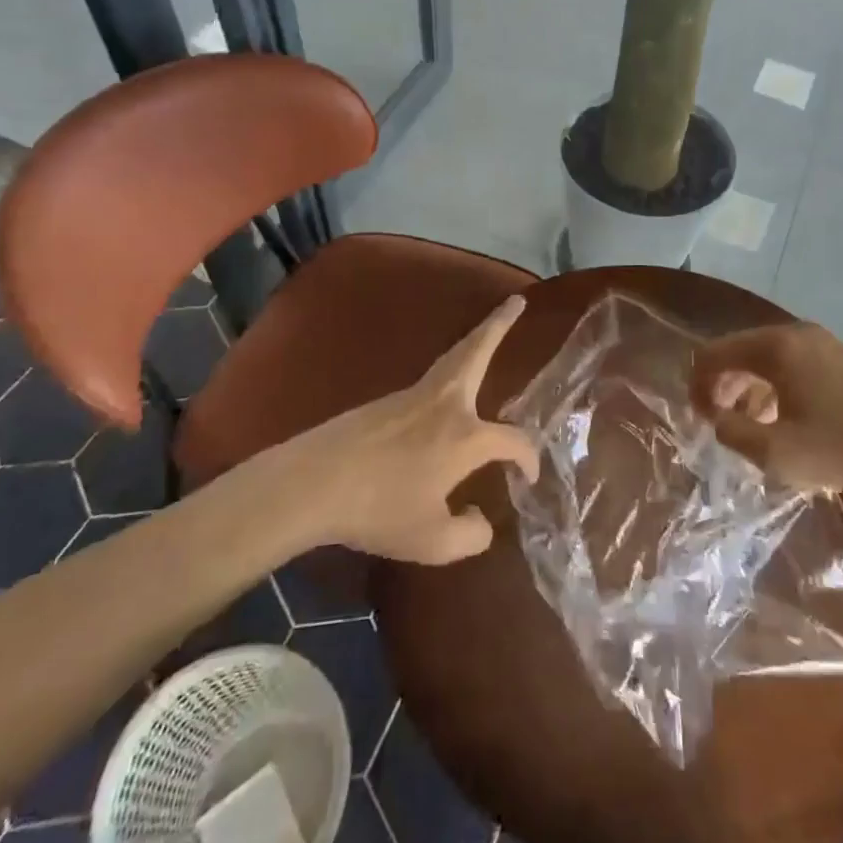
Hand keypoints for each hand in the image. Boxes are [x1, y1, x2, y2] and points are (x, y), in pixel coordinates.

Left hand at [284, 296, 539, 563]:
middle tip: (517, 301)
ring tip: (489, 329)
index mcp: (466, 436)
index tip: (528, 479)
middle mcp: (446, 404)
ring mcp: (414, 396)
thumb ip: (470, 535)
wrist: (314, 482)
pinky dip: (453, 366)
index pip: (514, 440)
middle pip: (478, 351)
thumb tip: (482, 521)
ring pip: (453, 358)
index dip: (529, 458)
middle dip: (500, 325)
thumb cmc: (379, 510)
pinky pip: (433, 377)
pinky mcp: (388, 401)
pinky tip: (449, 387)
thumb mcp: (432, 541)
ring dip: (476, 339)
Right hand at [690, 322, 842, 497]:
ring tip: (750, 426)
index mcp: (772, 348)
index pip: (712, 355)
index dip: (697, 387)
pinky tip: (783, 418)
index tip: (701, 422)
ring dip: (747, 388)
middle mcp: (791, 333)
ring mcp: (817, 341)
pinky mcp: (837, 355)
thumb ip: (733, 434)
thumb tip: (719, 419)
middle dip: (721, 387)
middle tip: (720, 424)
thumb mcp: (777, 453)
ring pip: (763, 357)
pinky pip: (788, 362)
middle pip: (736, 351)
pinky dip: (773, 385)